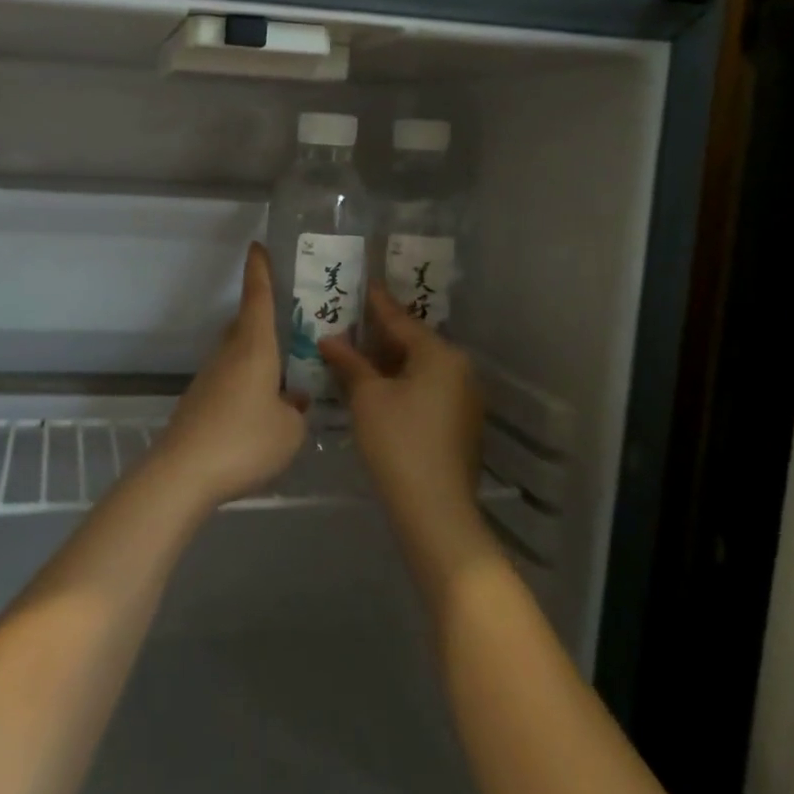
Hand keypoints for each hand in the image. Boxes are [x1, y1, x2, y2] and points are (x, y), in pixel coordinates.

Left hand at [154, 243, 305, 505]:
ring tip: (286, 373)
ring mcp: (210, 378)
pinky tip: (263, 410)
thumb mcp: (289, 430)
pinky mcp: (200, 402)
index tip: (257, 246)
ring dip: (259, 356)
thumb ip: (297, 410)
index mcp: (254, 348)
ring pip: (238, 353)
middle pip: (245, 324)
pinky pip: (231, 379)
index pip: (257, 298)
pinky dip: (248, 382)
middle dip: (264, 317)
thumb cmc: (244, 440)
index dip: (259, 270)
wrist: (183, 472)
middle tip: (292, 321)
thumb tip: (293, 400)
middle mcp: (229, 354)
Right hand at [320, 285, 483, 535]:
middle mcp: (459, 369)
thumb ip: (349, 363)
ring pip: (419, 368)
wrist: (435, 509)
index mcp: (440, 354)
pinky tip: (376, 389)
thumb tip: (329, 339)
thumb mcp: (367, 397)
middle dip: (379, 336)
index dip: (376, 303)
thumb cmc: (398, 442)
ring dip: (388, 362)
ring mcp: (464, 398)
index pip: (400, 320)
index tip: (362, 284)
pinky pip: (426, 388)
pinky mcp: (459, 423)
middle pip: (413, 343)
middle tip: (348, 324)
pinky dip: (401, 383)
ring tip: (355, 355)